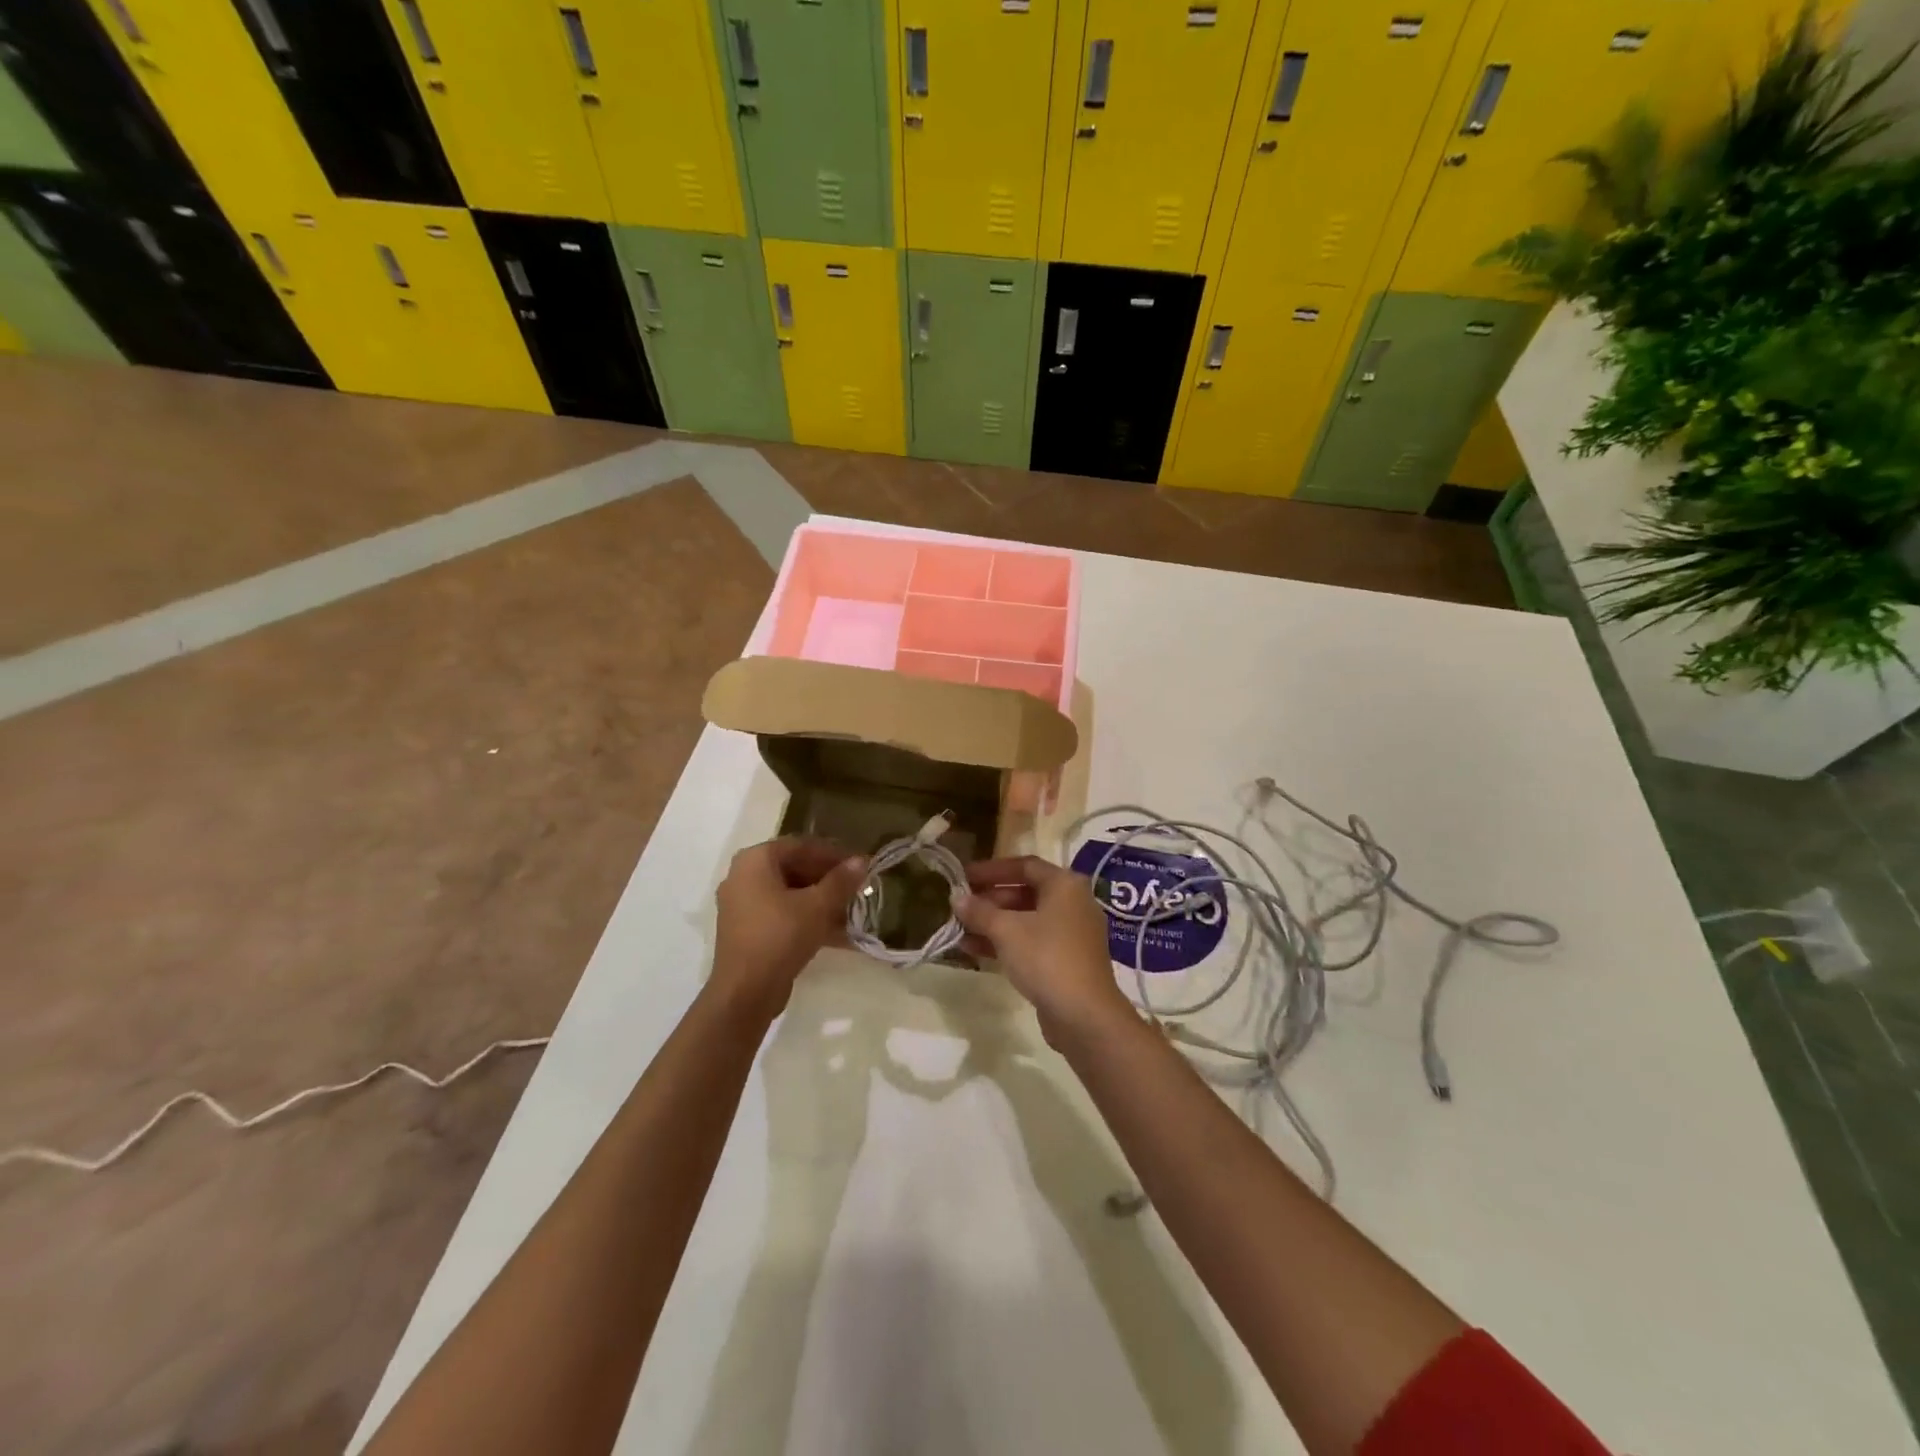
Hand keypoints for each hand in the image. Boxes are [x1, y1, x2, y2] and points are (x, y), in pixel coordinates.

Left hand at [711, 837, 866, 1018]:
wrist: (745, 992)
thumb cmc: (780, 936)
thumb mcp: (817, 906)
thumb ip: (841, 881)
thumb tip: (861, 860)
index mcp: (755, 860)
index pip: (801, 845)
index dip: (833, 854)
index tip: (859, 865)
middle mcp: (743, 876)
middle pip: (794, 868)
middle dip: (828, 879)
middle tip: (857, 888)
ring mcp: (742, 905)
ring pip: (790, 893)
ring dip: (821, 900)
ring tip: (851, 911)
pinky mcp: (748, 930)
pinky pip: (782, 914)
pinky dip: (807, 918)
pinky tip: (836, 932)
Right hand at [954, 858, 1126, 1036]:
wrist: (1084, 1016)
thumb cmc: (1046, 958)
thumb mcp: (1006, 930)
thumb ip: (979, 911)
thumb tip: (956, 897)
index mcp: (1064, 884)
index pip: (1024, 865)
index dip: (991, 869)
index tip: (963, 877)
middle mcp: (1072, 903)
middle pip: (1025, 892)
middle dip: (990, 899)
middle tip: (960, 906)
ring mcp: (1071, 933)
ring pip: (1026, 919)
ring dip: (993, 923)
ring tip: (960, 930)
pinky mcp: (1066, 960)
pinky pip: (1032, 941)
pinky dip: (1006, 942)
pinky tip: (974, 950)